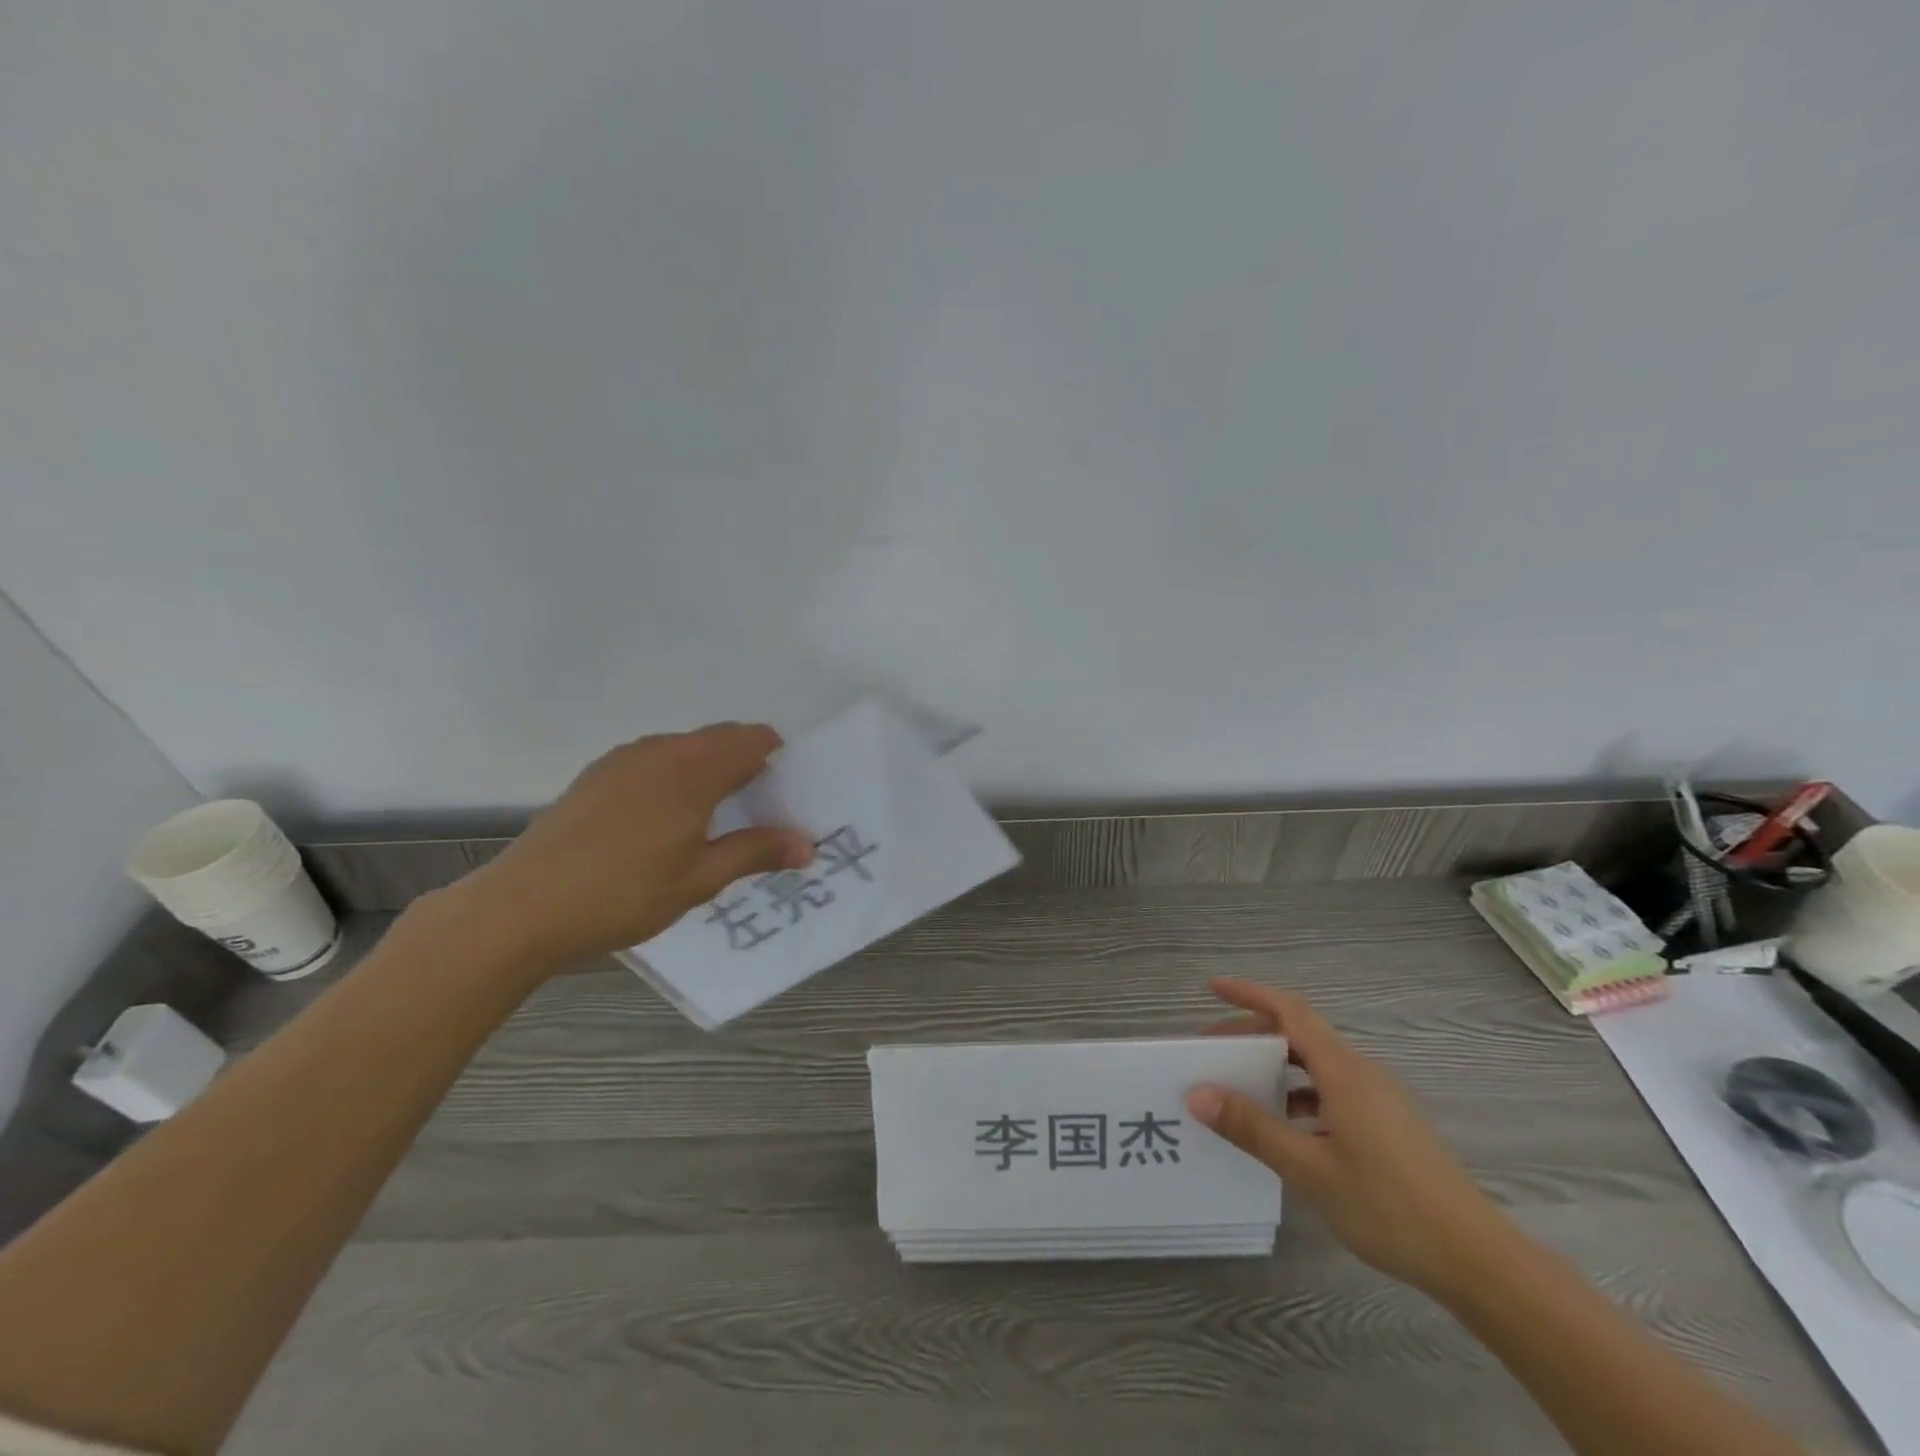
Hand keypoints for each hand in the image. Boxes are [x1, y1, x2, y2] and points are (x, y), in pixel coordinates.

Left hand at [449, 723, 813, 973]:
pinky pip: (654, 759)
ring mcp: (623, 759)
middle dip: (748, 764)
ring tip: (712, 821)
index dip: (779, 759)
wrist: (520, 908)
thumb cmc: (622, 894)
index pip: (754, 739)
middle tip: (757, 813)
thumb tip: (809, 846)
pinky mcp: (597, 774)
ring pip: (686, 747)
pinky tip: (664, 822)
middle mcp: (661, 750)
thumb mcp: (699, 880)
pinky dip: (675, 776)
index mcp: (693, 769)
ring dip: (710, 769)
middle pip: (721, 738)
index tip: (786, 796)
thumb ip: (756, 852)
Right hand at [1184, 978, 1509, 1293]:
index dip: (1250, 993)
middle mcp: (1362, 1073)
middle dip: (1253, 1034)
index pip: (1289, 1011)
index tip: (1212, 988)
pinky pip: (1333, 1089)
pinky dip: (1300, 1092)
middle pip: (1300, 1033)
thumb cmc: (1390, 1207)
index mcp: (1343, 1071)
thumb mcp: (1310, 1169)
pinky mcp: (1389, 1124)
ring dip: (1276, 1065)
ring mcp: (1380, 1098)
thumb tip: (1197, 1094)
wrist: (1478, 1260)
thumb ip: (1253, 1128)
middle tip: (1212, 1051)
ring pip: (1317, 1063)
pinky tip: (1288, 1129)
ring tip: (1241, 1089)